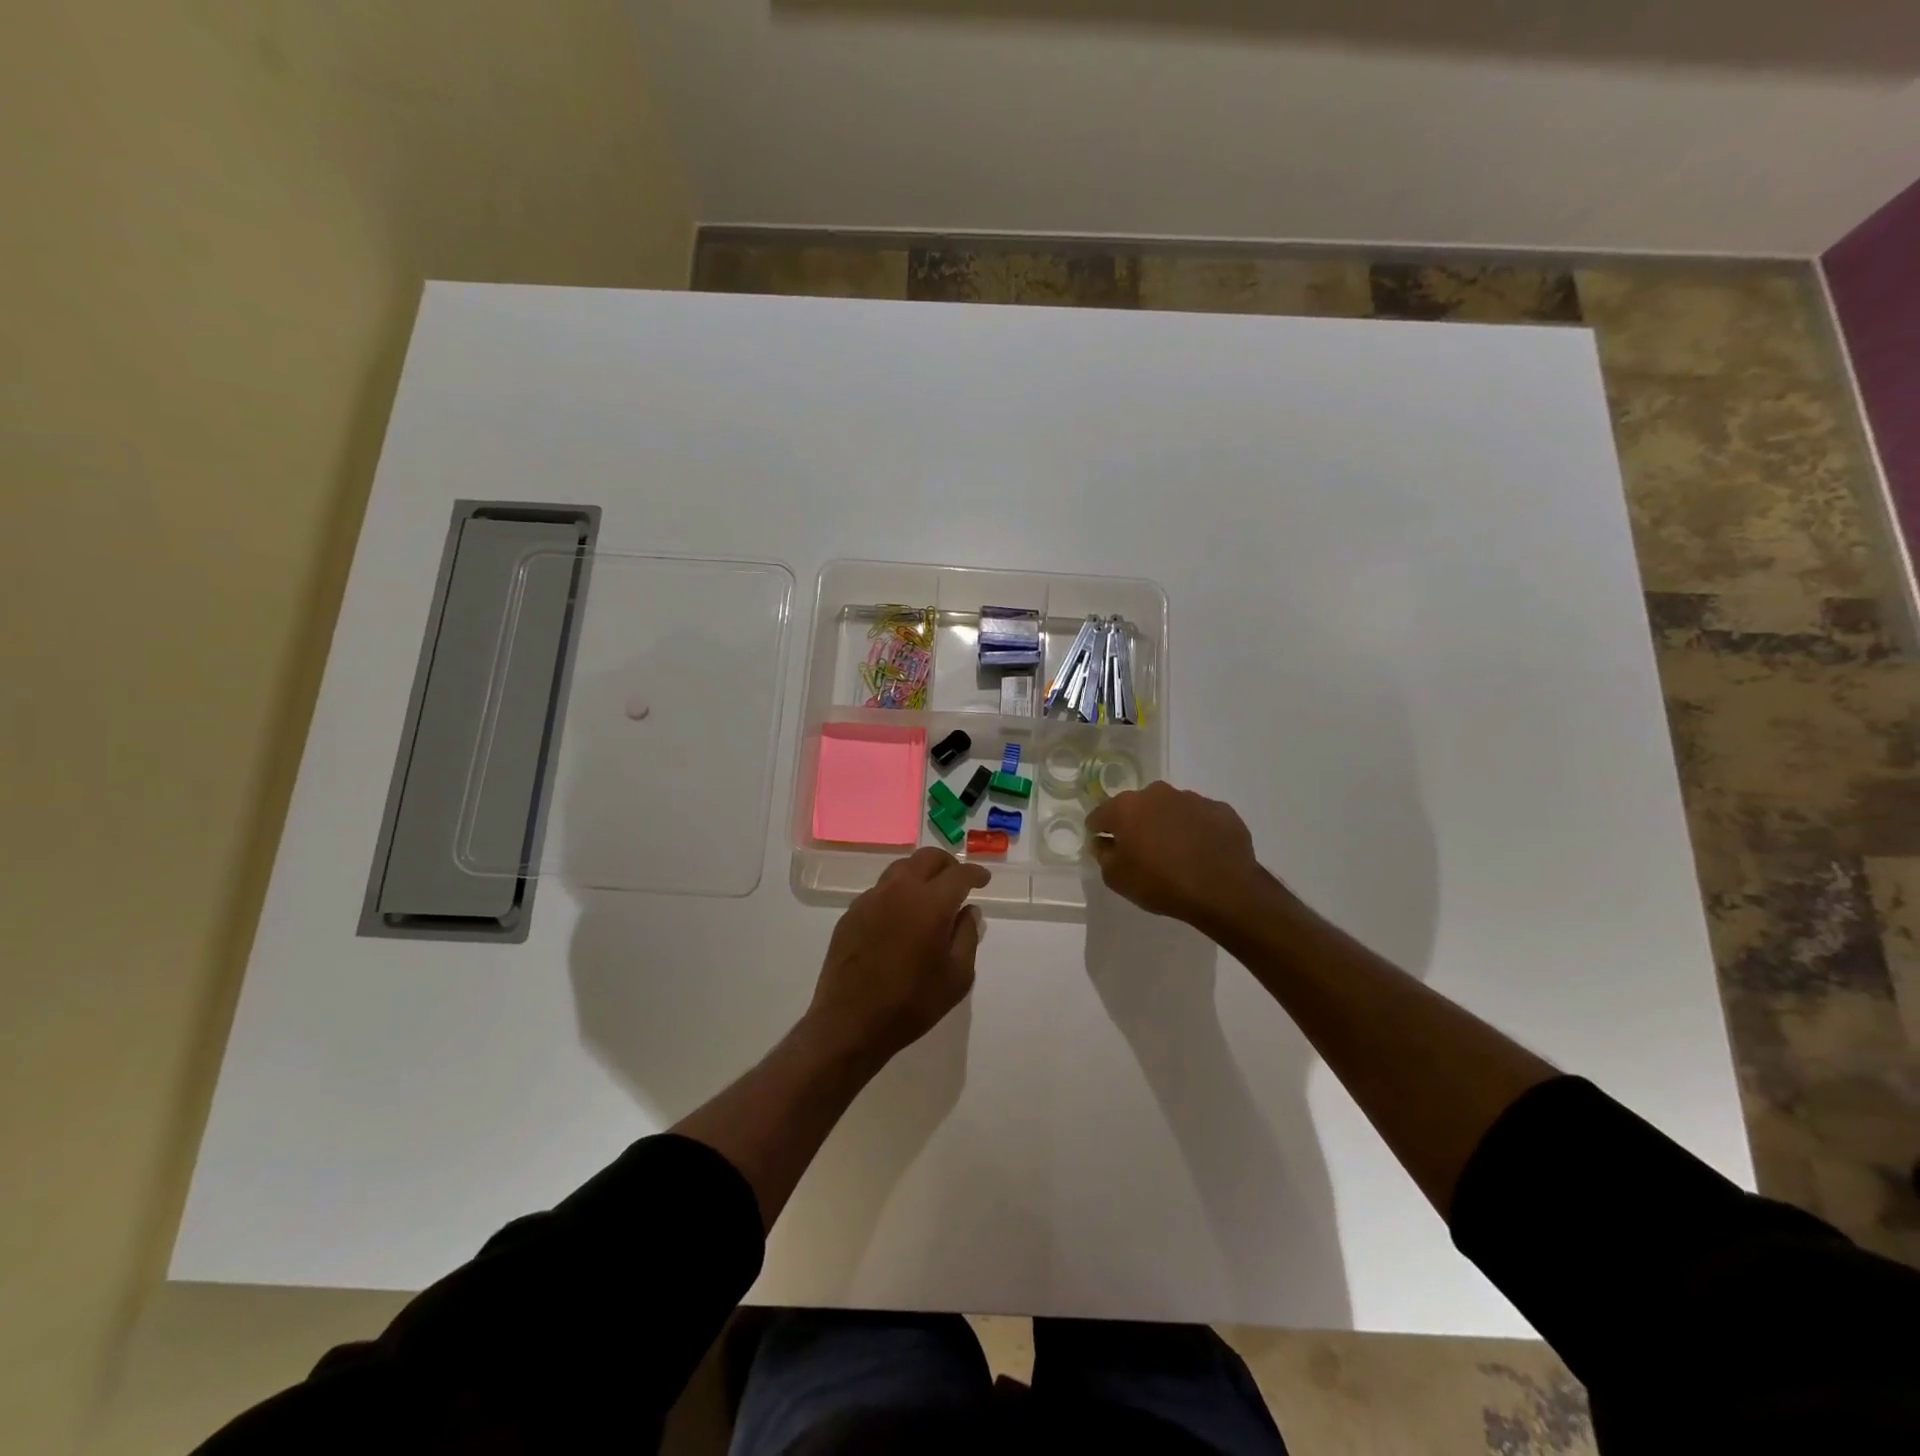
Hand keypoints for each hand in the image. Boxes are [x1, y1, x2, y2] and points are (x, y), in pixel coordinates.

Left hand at [806, 847, 989, 1067]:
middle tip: (958, 883)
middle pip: (927, 858)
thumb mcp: (957, 976)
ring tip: (930, 895)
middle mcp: (899, 890)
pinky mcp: (851, 913)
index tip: (983, 880)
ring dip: (920, 874)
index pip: (959, 874)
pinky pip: (880, 890)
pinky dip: (897, 892)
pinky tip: (901, 916)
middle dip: (948, 865)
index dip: (975, 873)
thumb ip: (967, 936)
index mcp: (931, 902)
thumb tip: (968, 911)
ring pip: (900, 868)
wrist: (850, 1023)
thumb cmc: (912, 1003)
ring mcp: (870, 899)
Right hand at [1087, 781, 1266, 929]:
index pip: (1101, 815)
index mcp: (1126, 807)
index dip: (1098, 830)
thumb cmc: (1160, 883)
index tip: (1103, 845)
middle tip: (1142, 851)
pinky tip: (1201, 853)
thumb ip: (1103, 855)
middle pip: (1137, 807)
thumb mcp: (1117, 878)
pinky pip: (1199, 818)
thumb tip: (1102, 842)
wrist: (1223, 889)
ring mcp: (1192, 799)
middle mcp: (1157, 793)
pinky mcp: (1220, 809)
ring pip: (1170, 809)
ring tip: (1176, 853)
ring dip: (1167, 825)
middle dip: (1136, 824)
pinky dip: (1196, 830)